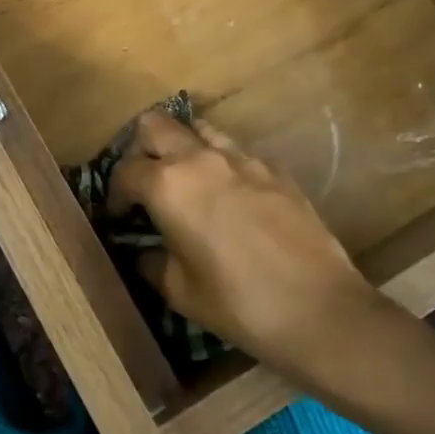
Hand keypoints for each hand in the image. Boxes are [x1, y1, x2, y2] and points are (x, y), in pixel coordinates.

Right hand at [107, 113, 391, 365]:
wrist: (320, 309)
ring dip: (183, 147)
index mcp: (168, 186)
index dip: (114, 193)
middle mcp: (200, 159)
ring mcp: (242, 158)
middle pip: (155, 125)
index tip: (117, 216)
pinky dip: (221, 165)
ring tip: (186, 181)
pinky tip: (230, 199)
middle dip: (140, 148)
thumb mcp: (180, 291)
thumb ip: (152, 261)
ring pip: (198, 128)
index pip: (125, 170)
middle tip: (145, 181)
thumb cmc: (238, 304)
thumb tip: (143, 251)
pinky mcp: (274, 169)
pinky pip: (236, 152)